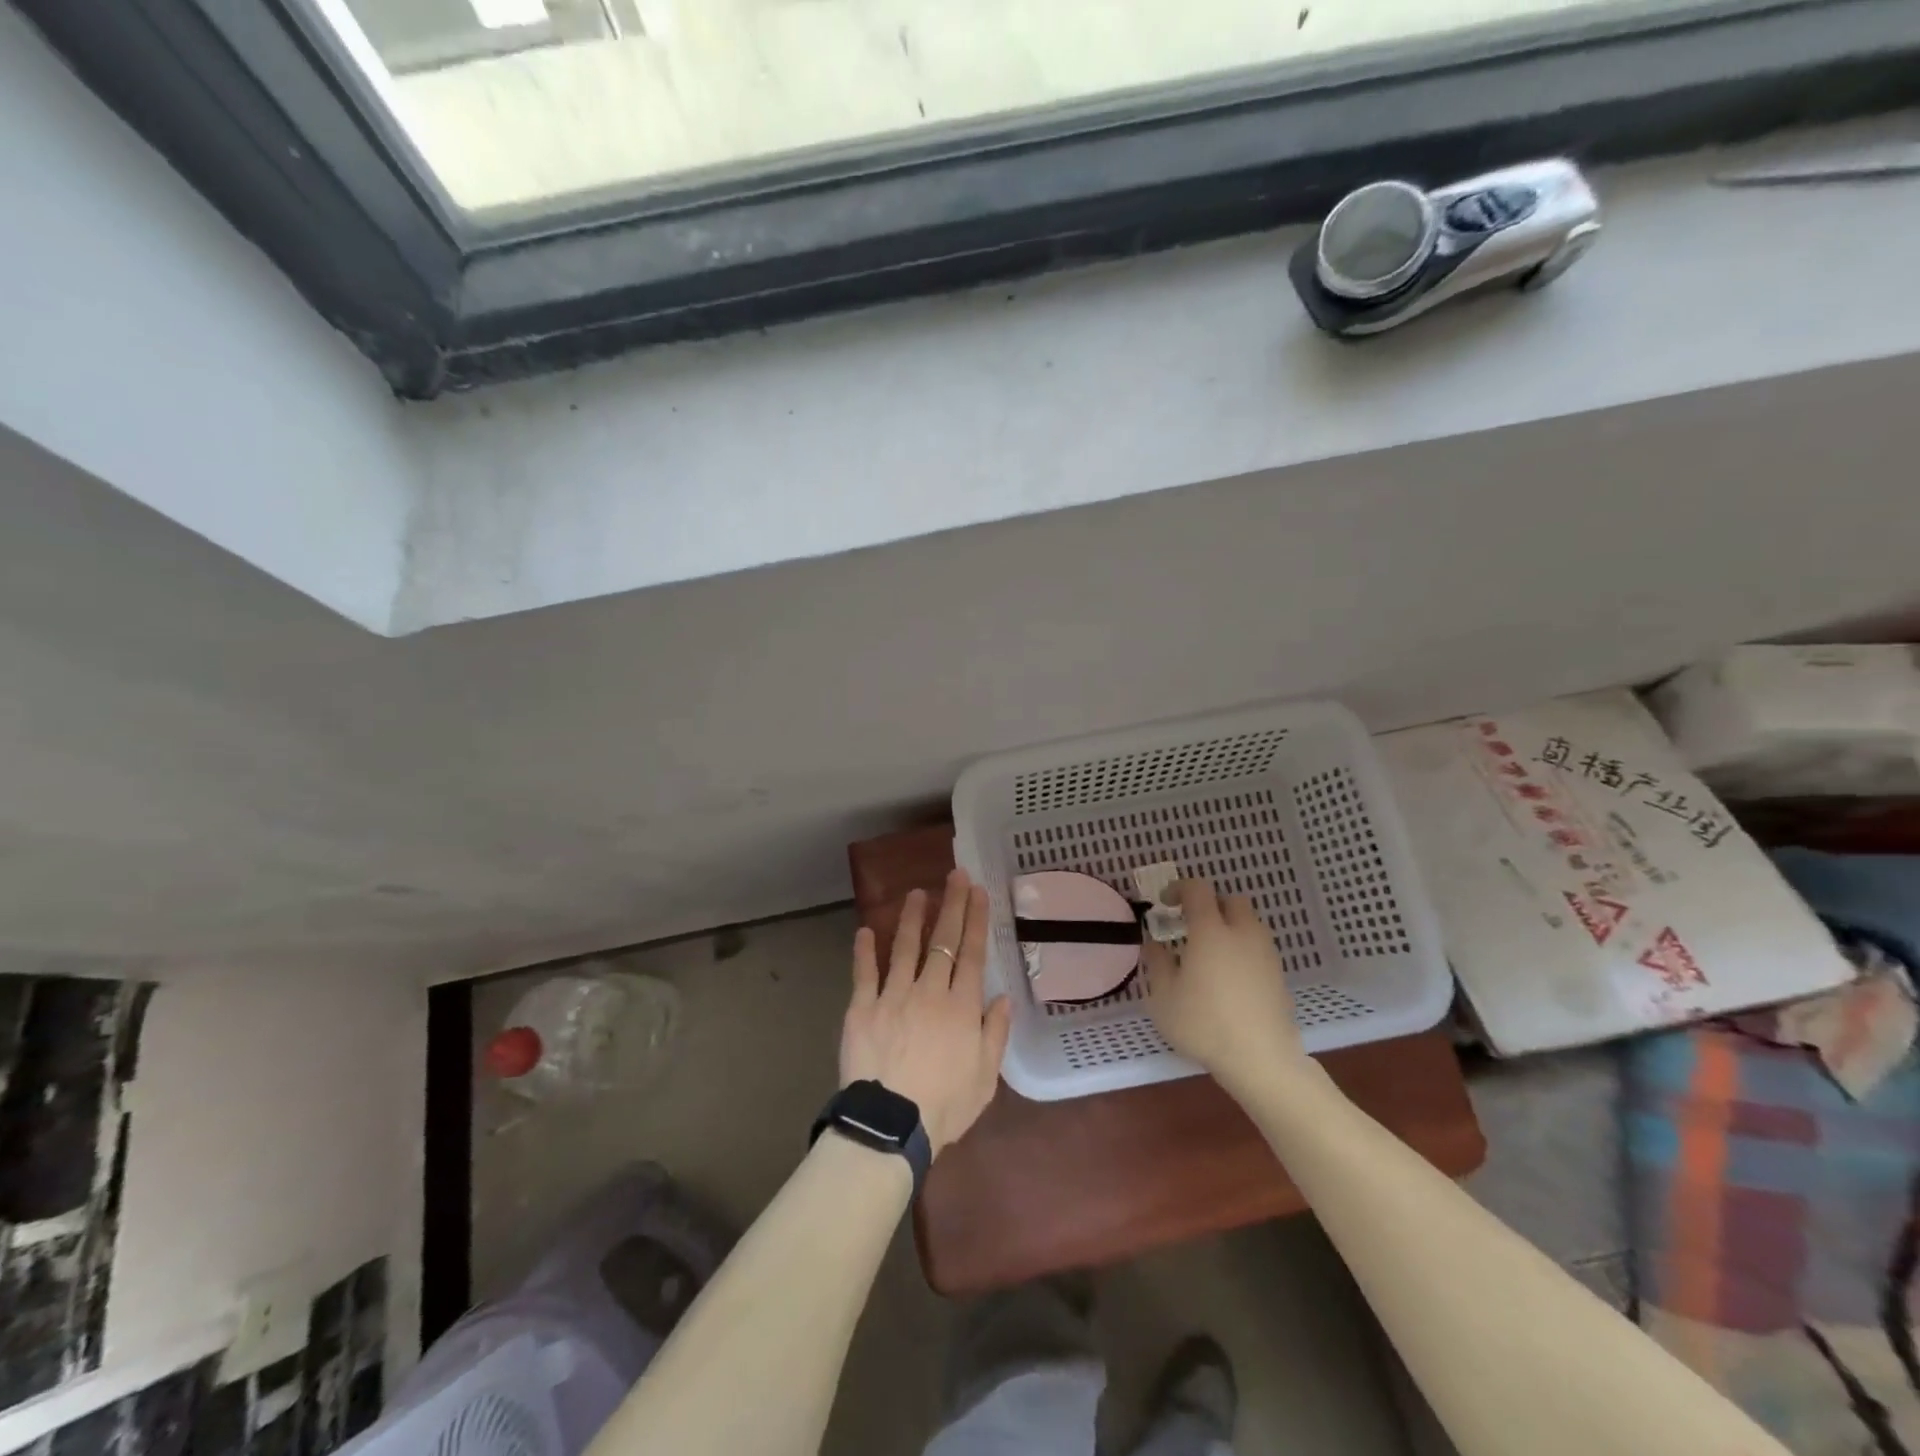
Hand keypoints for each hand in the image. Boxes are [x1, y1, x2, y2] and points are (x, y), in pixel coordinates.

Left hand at [841, 868, 1012, 1155]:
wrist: (890, 1126)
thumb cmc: (945, 1106)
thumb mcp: (985, 1077)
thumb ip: (995, 1033)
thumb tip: (1003, 997)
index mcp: (961, 1006)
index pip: (971, 953)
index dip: (975, 919)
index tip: (978, 891)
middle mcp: (929, 991)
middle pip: (942, 941)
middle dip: (951, 904)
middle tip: (955, 875)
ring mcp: (893, 995)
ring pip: (904, 947)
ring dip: (911, 918)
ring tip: (916, 893)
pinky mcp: (862, 1007)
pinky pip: (864, 973)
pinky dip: (864, 951)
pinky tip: (865, 930)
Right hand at [1144, 879, 1305, 1085]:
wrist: (1261, 1059)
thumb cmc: (1204, 1024)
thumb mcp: (1163, 997)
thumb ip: (1156, 963)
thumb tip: (1153, 943)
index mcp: (1211, 931)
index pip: (1198, 890)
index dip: (1179, 888)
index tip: (1165, 903)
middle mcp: (1242, 933)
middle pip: (1231, 901)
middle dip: (1210, 905)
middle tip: (1191, 926)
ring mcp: (1265, 954)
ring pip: (1249, 923)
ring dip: (1229, 926)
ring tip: (1210, 953)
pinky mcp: (1279, 975)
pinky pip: (1258, 947)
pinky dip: (1242, 949)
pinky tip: (1229, 977)